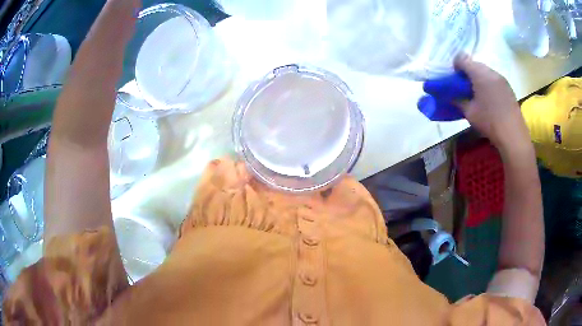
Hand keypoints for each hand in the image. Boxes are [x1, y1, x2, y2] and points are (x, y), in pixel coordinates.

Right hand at [454, 54, 531, 154]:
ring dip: (479, 78)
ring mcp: (501, 78)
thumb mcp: (469, 113)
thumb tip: (452, 97)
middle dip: (468, 72)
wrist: (513, 135)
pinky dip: (488, 84)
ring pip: (485, 71)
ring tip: (478, 95)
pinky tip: (490, 99)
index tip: (454, 79)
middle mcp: (490, 71)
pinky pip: (494, 79)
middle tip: (465, 88)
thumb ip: (459, 101)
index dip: (455, 66)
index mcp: (479, 73)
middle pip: (474, 64)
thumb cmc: (489, 122)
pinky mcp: (508, 87)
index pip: (462, 59)